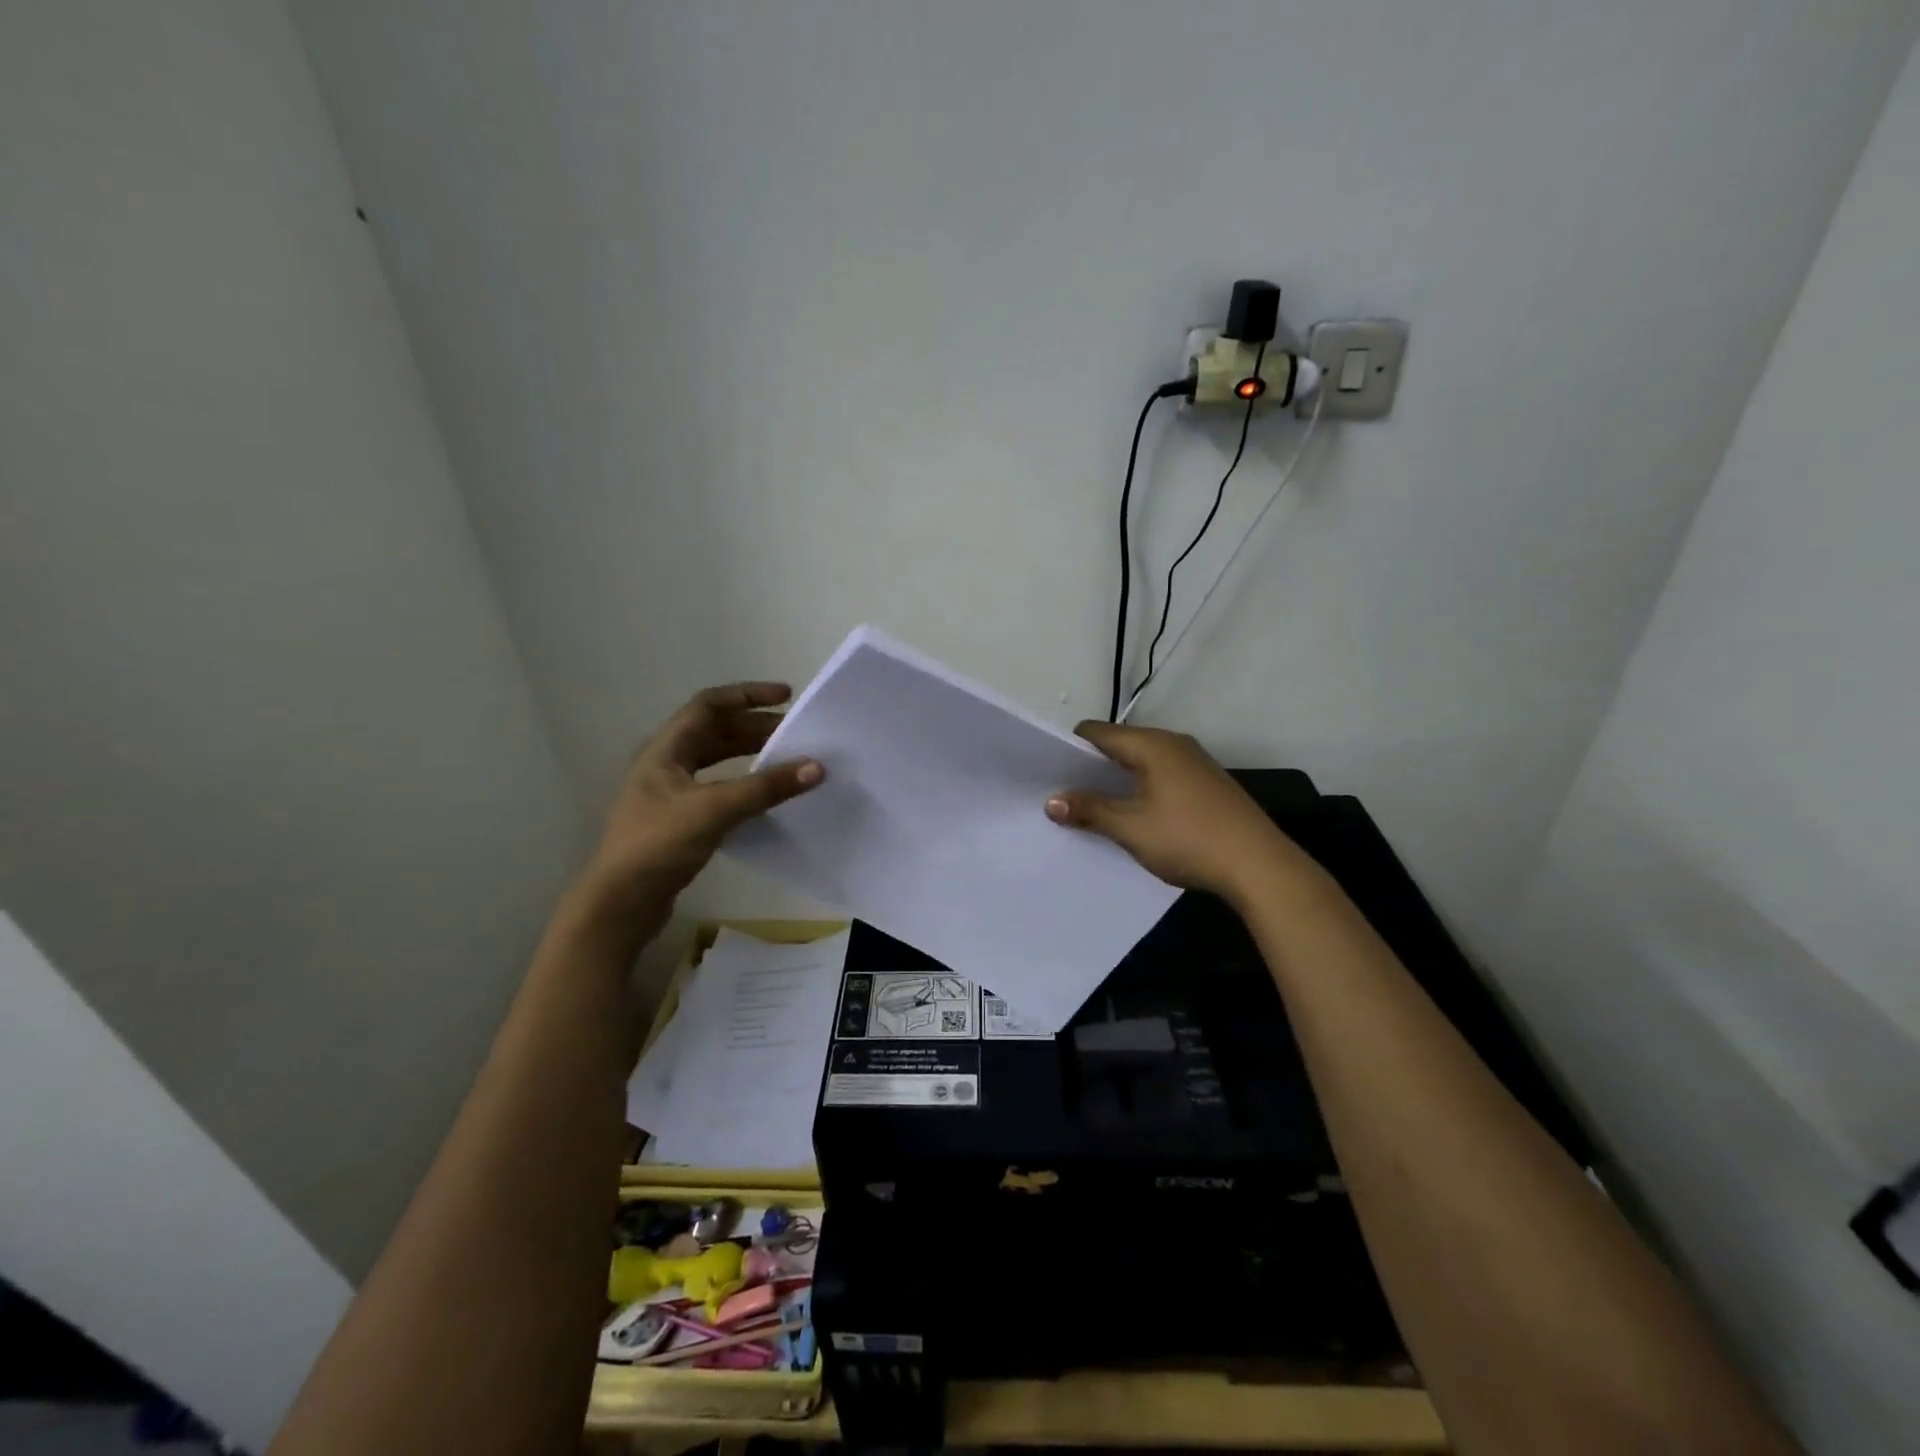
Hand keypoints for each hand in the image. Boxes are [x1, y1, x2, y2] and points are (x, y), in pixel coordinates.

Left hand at [584, 682, 822, 907]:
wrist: (620, 903)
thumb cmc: (659, 844)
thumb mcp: (715, 809)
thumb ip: (766, 788)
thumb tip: (817, 767)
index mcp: (665, 749)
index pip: (709, 705)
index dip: (748, 695)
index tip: (787, 696)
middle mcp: (665, 764)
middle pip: (715, 732)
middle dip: (755, 727)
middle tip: (795, 733)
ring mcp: (669, 794)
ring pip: (716, 761)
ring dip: (750, 755)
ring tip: (786, 759)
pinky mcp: (678, 821)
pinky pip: (717, 788)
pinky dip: (743, 784)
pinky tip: (764, 797)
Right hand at [1045, 721, 1304, 903]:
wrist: (1259, 866)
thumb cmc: (1188, 839)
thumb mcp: (1130, 828)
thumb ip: (1090, 810)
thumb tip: (1052, 801)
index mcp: (1152, 745)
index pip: (1097, 732)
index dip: (1070, 749)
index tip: (1050, 774)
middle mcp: (1174, 744)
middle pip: (1120, 745)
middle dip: (1092, 768)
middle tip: (1067, 796)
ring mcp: (1195, 763)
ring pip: (1142, 763)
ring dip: (1118, 782)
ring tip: (1096, 810)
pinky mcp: (1208, 785)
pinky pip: (1162, 777)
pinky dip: (1142, 790)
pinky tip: (1137, 818)